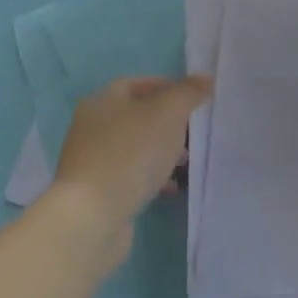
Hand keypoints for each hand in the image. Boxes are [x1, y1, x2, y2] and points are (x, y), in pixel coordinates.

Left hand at [52, 75, 210, 259]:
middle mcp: (91, 127)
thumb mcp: (168, 113)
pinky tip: (169, 187)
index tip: (194, 100)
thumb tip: (205, 79)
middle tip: (193, 132)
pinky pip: (130, 175)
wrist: (91, 218)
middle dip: (168, 122)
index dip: (168, 87)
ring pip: (135, 147)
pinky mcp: (96, 193)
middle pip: (137, 116)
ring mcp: (91, 162)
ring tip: (185, 162)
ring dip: (161, 151)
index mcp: (102, 102)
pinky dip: (151, 176)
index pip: (138, 84)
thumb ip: (188, 93)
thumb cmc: (130, 154)